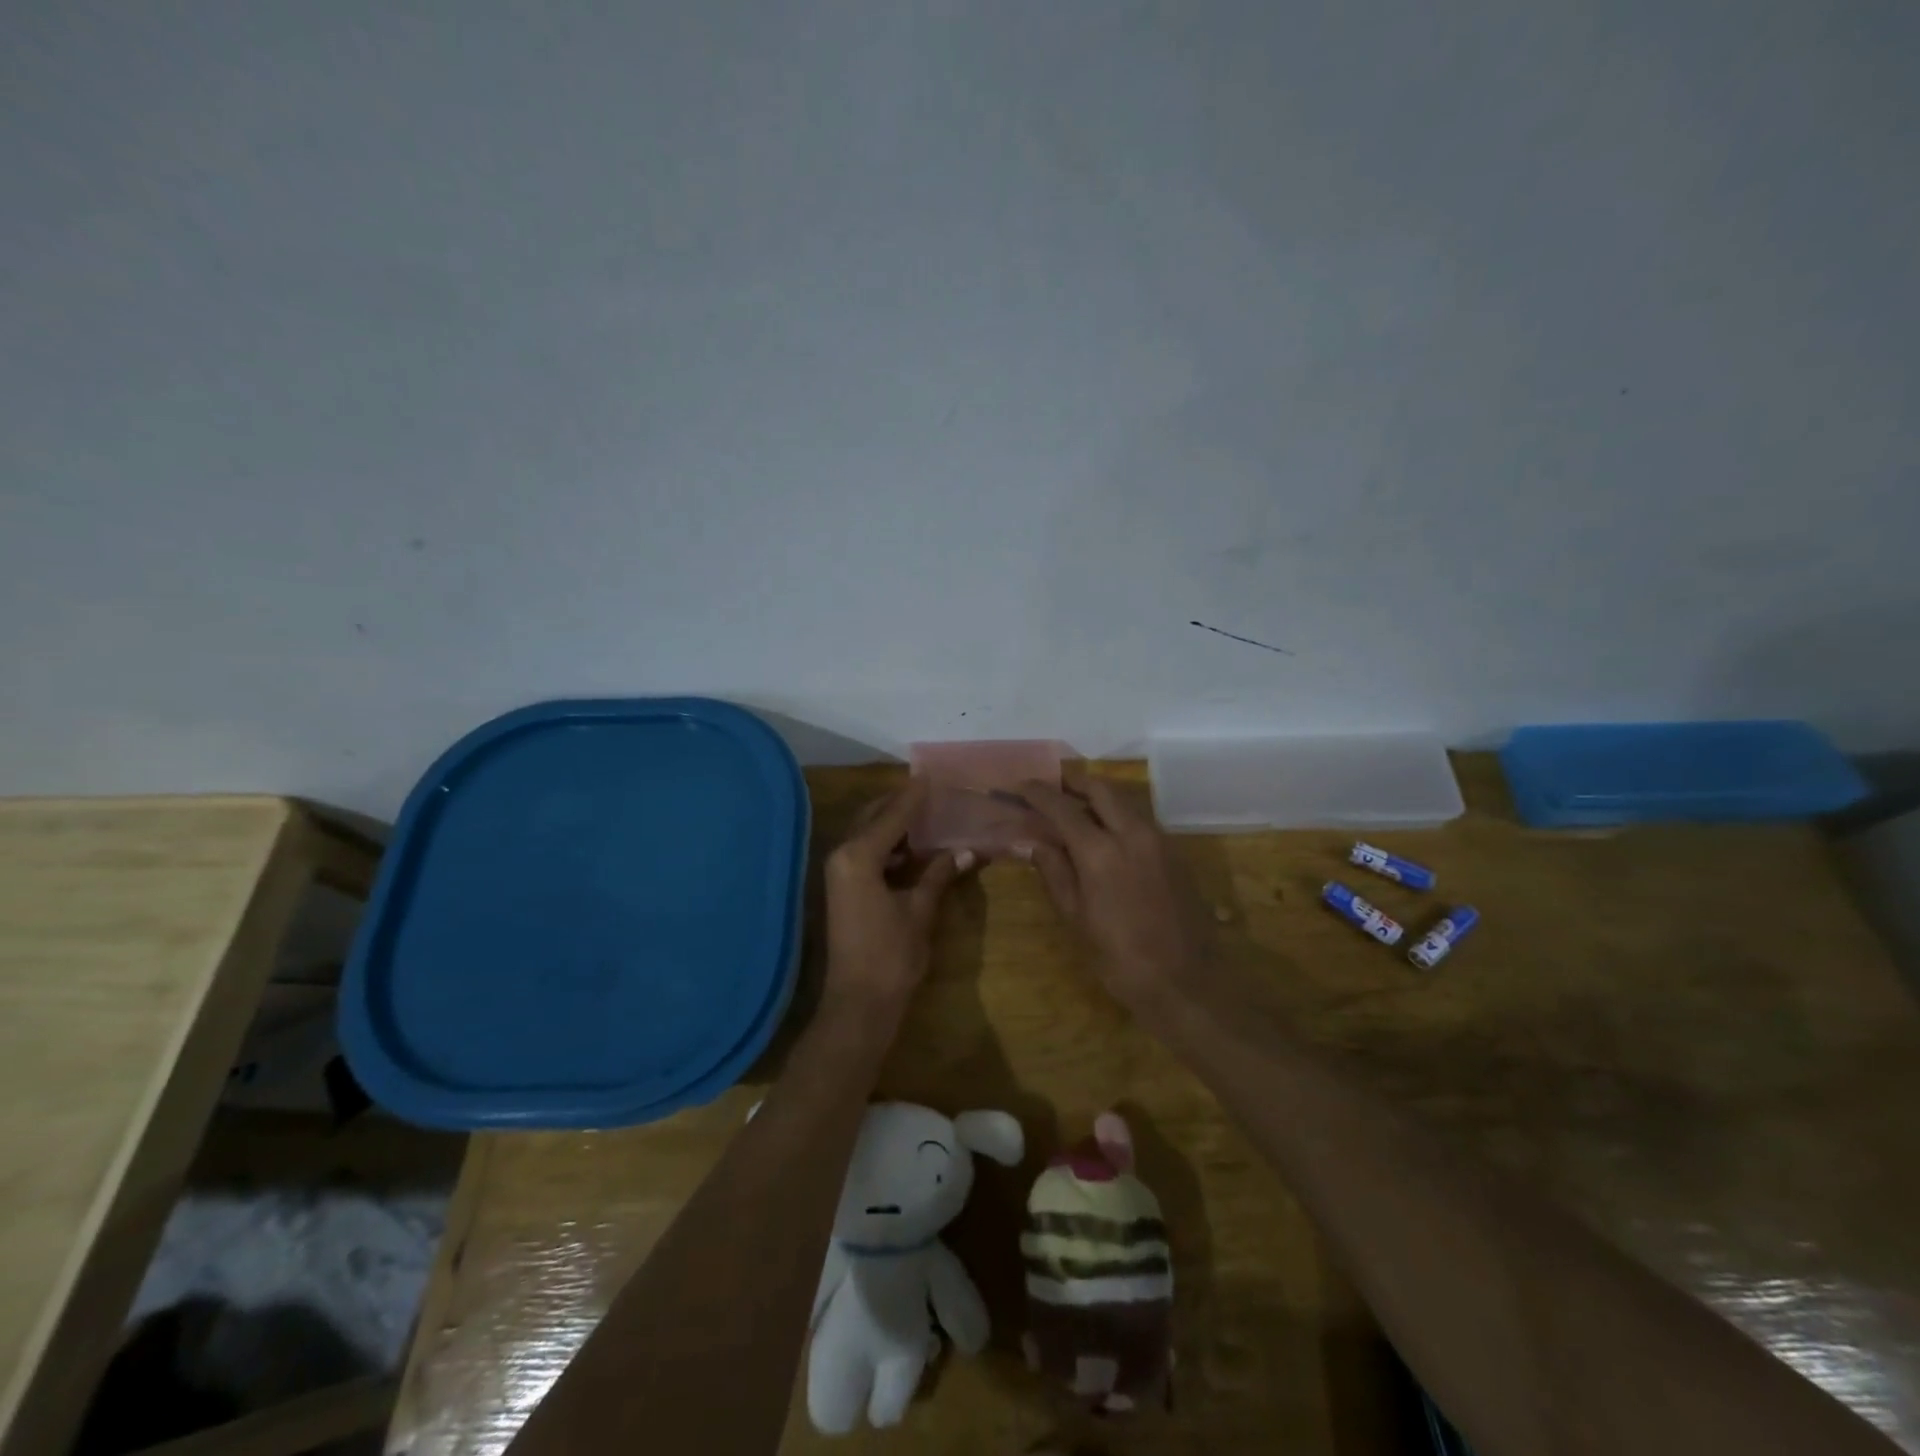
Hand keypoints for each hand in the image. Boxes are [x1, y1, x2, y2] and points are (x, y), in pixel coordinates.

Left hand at [823, 779, 974, 1012]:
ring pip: (867, 834)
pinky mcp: (843, 889)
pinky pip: (865, 853)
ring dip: (893, 824)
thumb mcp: (920, 911)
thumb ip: (938, 875)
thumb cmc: (891, 956)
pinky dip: (887, 845)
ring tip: (926, 815)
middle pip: (872, 817)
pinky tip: (913, 848)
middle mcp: (842, 856)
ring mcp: (839, 873)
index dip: (914, 796)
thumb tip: (966, 850)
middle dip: (900, 804)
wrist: (858, 1004)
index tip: (932, 776)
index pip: (892, 815)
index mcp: (858, 856)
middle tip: (930, 793)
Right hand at [1015, 771, 1211, 1015]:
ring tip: (1075, 808)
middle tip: (1052, 787)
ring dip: (1098, 797)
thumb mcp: (1076, 917)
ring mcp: (1159, 840)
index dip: (1039, 793)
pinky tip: (1106, 834)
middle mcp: (1132, 833)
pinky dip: (1118, 816)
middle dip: (1073, 783)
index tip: (1021, 786)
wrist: (1186, 983)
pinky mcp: (1175, 852)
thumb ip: (1054, 871)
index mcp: (1100, 851)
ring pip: (1124, 802)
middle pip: (1100, 789)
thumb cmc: (1120, 958)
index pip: (1062, 807)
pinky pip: (1141, 821)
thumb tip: (1031, 842)